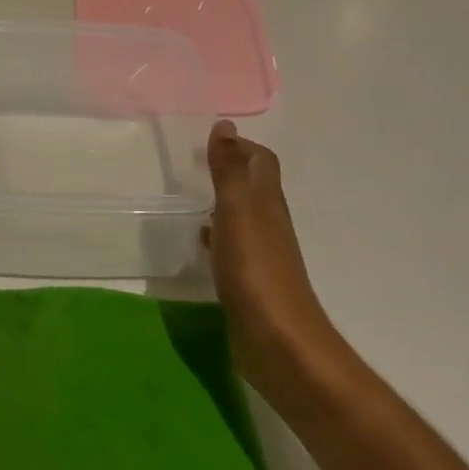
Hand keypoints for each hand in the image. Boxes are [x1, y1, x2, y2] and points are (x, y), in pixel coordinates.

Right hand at [203, 120, 336, 401]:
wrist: (279, 344)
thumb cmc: (256, 270)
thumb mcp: (237, 211)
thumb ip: (229, 169)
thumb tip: (226, 125)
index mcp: (267, 202)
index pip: (261, 161)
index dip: (241, 146)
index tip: (209, 142)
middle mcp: (269, 224)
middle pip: (253, 187)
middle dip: (229, 171)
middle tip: (194, 166)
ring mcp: (261, 255)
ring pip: (242, 217)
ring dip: (221, 203)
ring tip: (189, 199)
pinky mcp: (250, 282)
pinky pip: (232, 248)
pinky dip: (216, 237)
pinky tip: (199, 245)